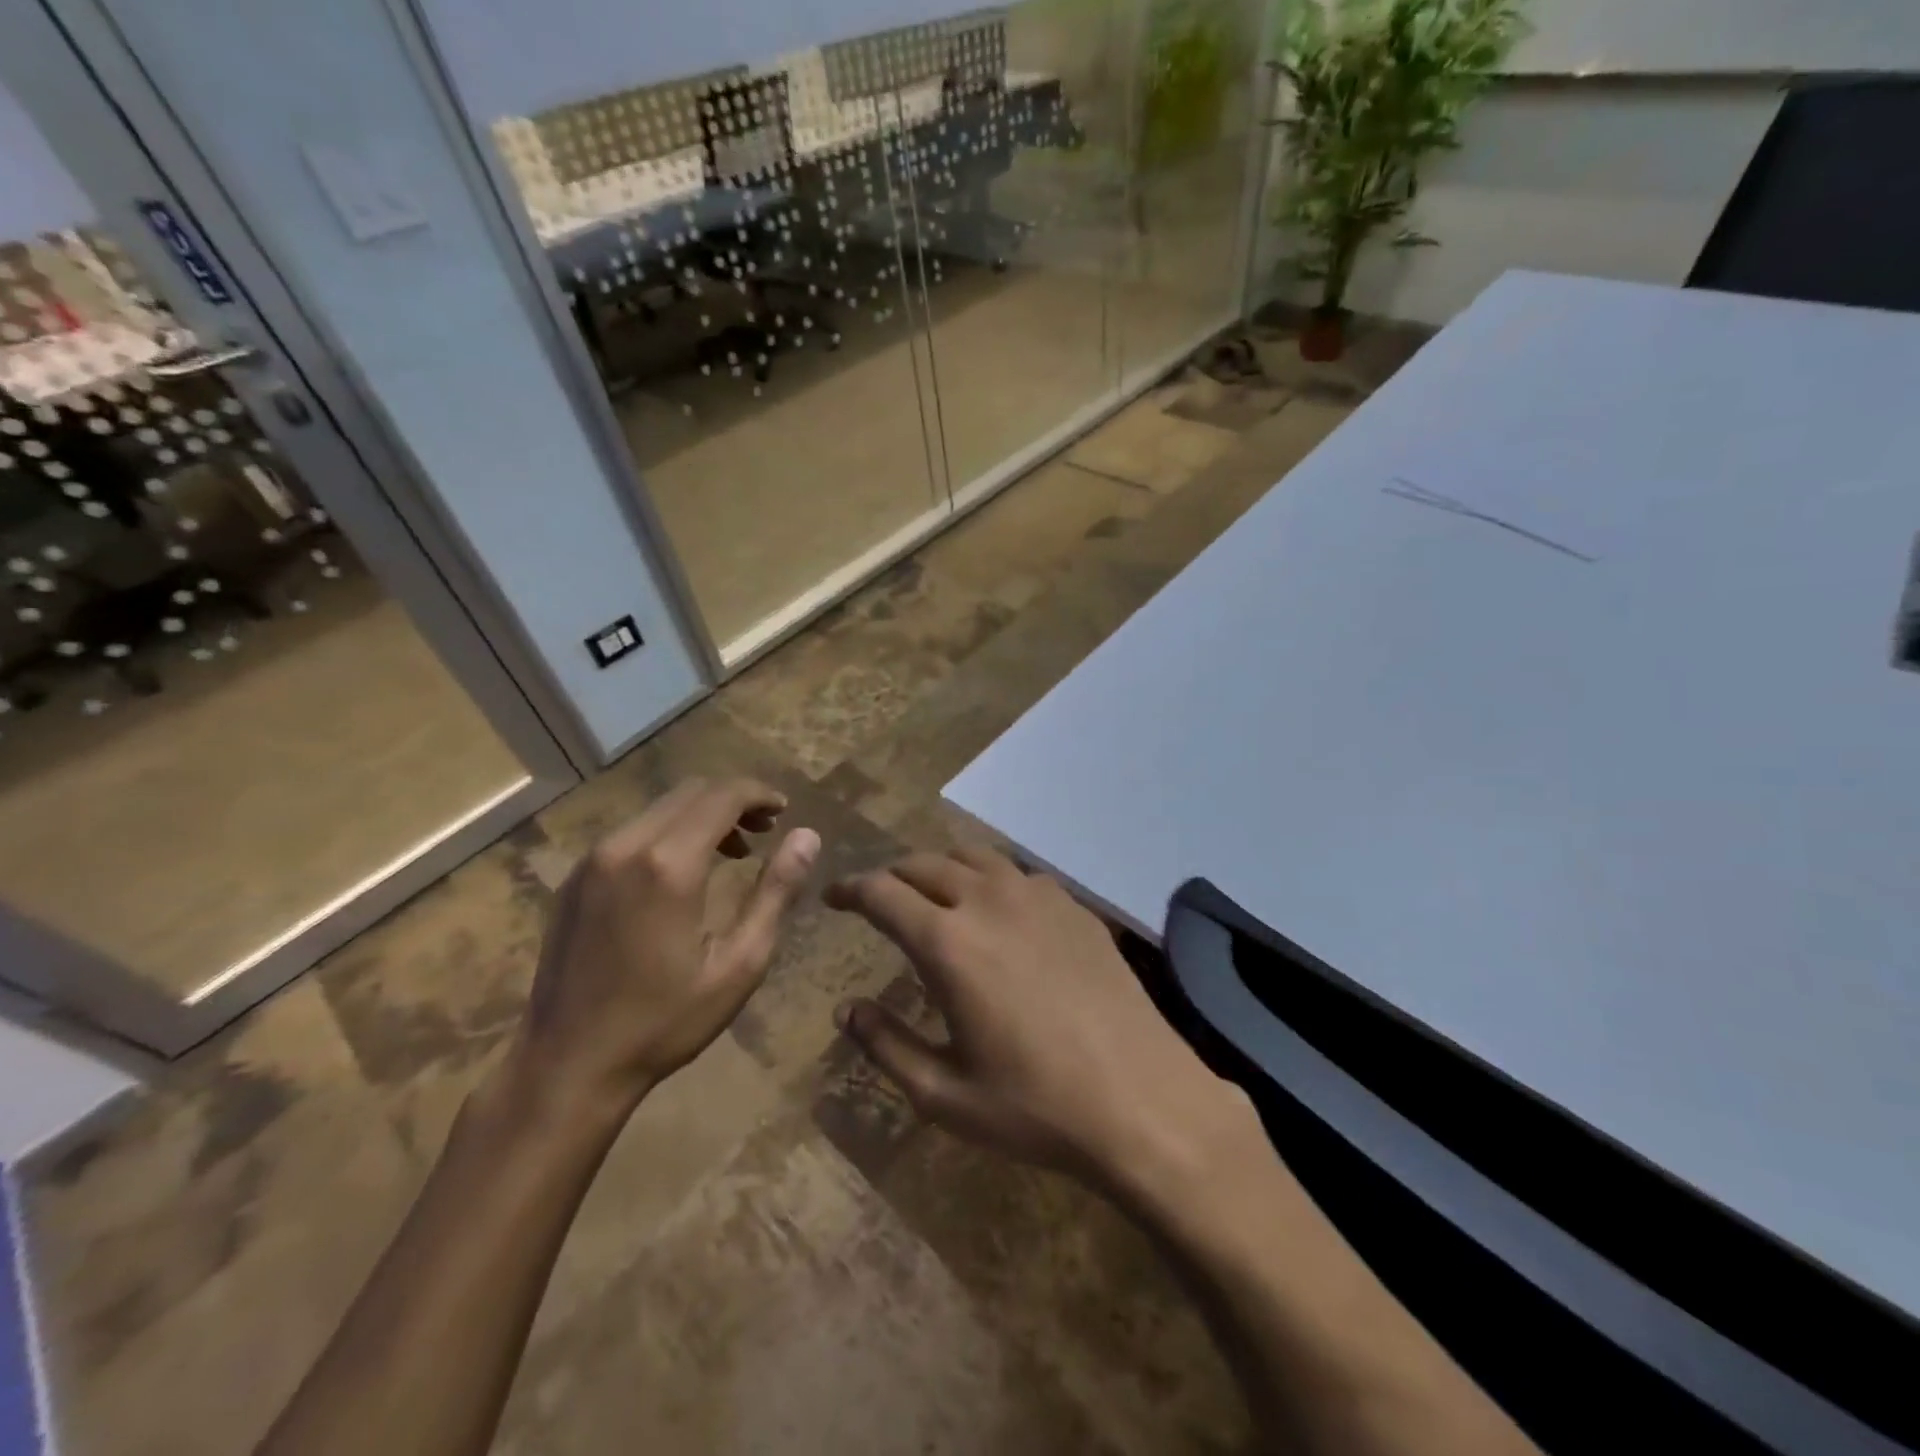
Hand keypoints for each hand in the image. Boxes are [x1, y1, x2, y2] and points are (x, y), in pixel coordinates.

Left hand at [510, 777, 819, 1117]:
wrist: (568, 1064)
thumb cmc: (664, 1021)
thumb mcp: (739, 964)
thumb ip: (776, 892)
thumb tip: (807, 836)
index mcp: (668, 864)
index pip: (721, 796)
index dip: (758, 794)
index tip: (783, 811)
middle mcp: (625, 846)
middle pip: (689, 792)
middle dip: (733, 800)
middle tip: (764, 831)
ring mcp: (592, 861)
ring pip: (659, 809)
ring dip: (701, 816)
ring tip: (732, 852)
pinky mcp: (575, 879)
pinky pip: (631, 832)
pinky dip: (668, 832)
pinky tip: (682, 872)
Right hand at [826, 846, 1252, 1193]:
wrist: (1142, 1100)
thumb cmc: (1035, 1106)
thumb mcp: (944, 1094)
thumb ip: (886, 1046)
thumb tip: (846, 1011)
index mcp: (948, 942)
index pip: (882, 893)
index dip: (850, 889)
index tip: (834, 897)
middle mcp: (989, 901)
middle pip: (924, 864)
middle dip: (892, 876)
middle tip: (879, 899)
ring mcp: (1037, 896)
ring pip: (973, 857)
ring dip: (941, 868)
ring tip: (932, 894)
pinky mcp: (1074, 905)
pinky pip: (1017, 874)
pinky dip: (990, 880)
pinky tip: (997, 912)